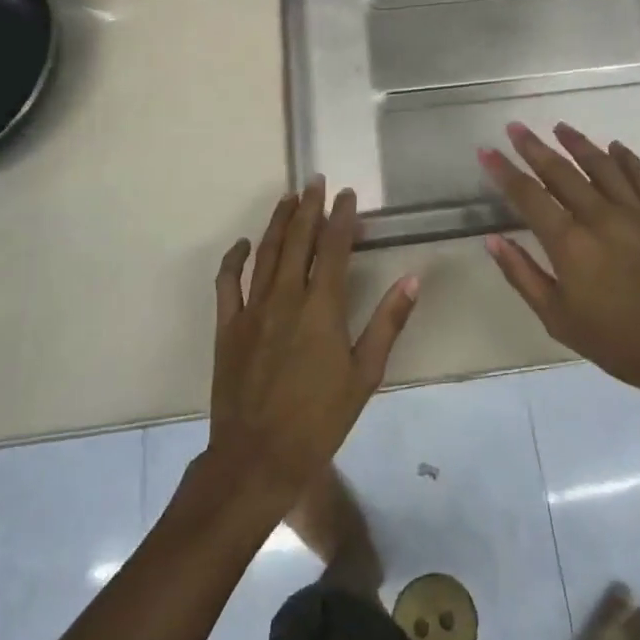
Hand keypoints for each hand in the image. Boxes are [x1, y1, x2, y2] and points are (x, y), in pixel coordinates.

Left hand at [208, 180, 418, 511]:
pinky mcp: (227, 326)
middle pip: (298, 240)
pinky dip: (234, 258)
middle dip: (309, 207)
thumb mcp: (365, 375)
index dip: (342, 217)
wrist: (257, 458)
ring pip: (265, 252)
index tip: (347, 195)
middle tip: (316, 181)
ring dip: (279, 222)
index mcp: (321, 307)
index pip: (333, 247)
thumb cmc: (319, 419)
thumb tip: (412, 279)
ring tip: (289, 198)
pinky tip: (243, 243)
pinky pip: (227, 282)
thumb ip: (388, 323)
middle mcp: (285, 297)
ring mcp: (252, 309)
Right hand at [480, 123, 639, 407]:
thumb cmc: (618, 343)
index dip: (504, 171)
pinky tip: (614, 146)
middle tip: (515, 127)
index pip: (528, 196)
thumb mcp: (558, 319)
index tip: (486, 151)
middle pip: (561, 172)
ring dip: (577, 143)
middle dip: (533, 147)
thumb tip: (493, 240)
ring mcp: (636, 213)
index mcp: (570, 244)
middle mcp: (600, 218)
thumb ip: (523, 276)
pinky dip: (626, 158)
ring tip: (559, 127)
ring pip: (601, 165)